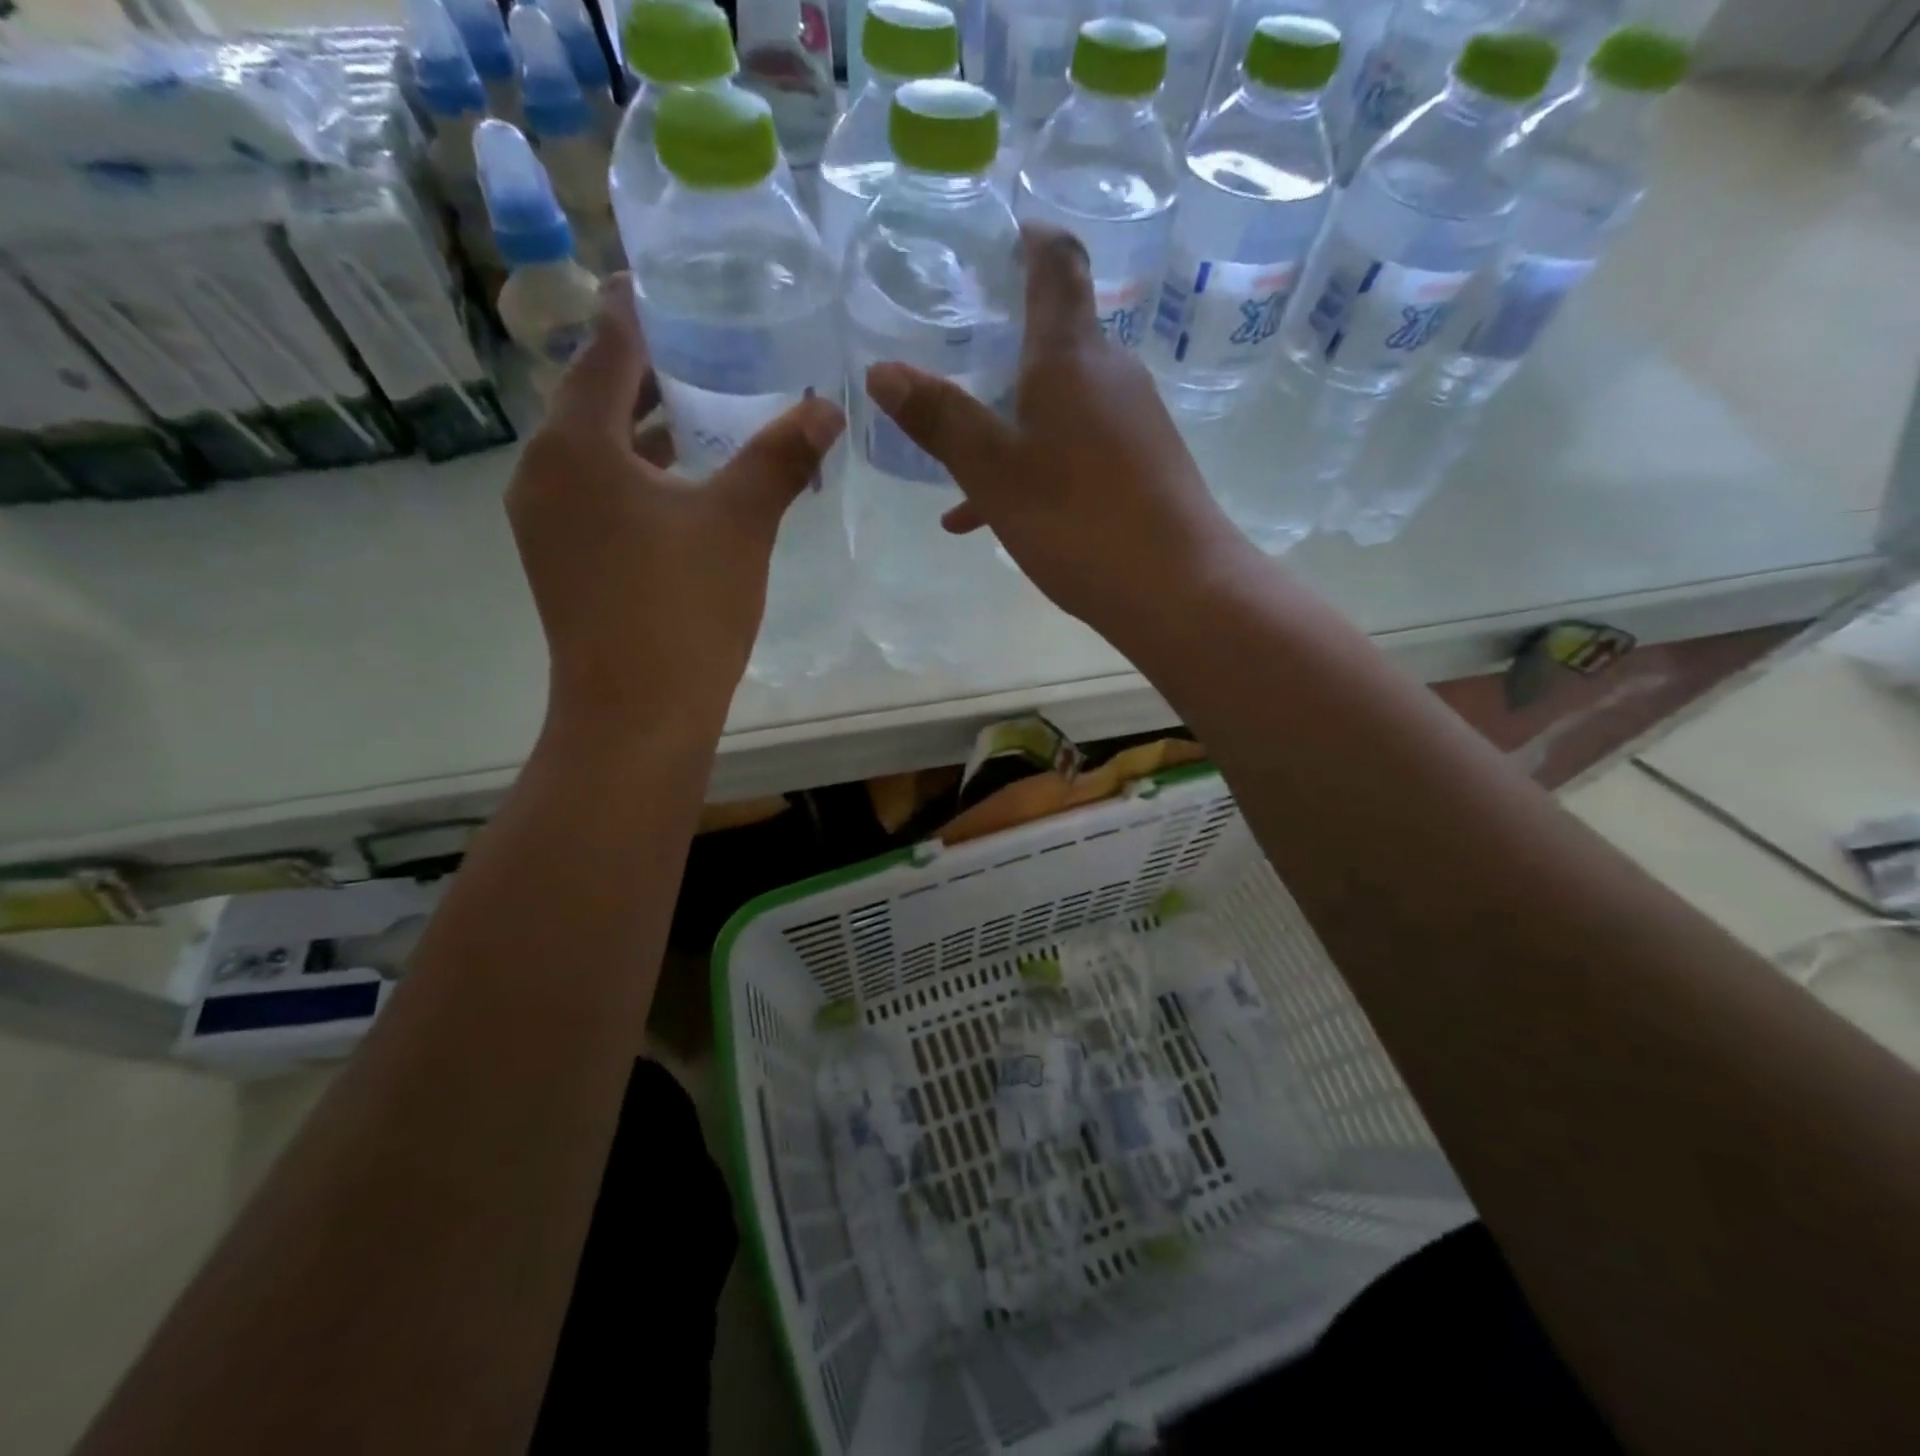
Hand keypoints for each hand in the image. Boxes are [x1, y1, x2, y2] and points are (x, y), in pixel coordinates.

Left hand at [507, 277, 844, 740]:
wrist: (637, 714)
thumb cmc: (684, 608)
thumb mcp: (742, 523)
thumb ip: (781, 457)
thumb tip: (827, 407)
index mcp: (577, 444)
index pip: (606, 350)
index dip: (638, 313)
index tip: (667, 285)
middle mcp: (544, 473)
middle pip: (595, 401)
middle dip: (649, 374)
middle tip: (707, 348)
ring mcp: (546, 523)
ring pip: (596, 454)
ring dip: (646, 432)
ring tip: (705, 414)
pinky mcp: (561, 563)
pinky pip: (597, 496)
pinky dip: (637, 479)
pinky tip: (684, 491)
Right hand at [863, 225, 1245, 642]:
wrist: (1178, 590)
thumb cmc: (1079, 519)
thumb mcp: (994, 471)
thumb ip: (940, 419)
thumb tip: (882, 370)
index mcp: (1070, 356)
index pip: (1056, 262)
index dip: (1026, 238)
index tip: (993, 241)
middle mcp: (1109, 374)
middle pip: (1052, 337)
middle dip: (997, 345)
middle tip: (946, 358)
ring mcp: (1131, 422)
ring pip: (1056, 404)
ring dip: (1005, 422)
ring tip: (952, 460)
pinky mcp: (1140, 466)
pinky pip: (1074, 450)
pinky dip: (1032, 467)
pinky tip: (987, 517)